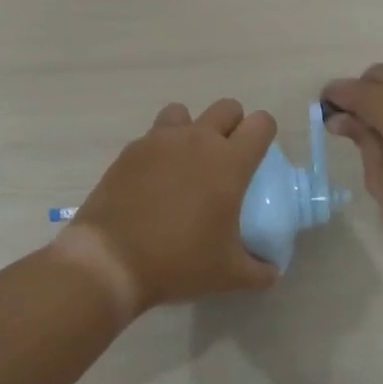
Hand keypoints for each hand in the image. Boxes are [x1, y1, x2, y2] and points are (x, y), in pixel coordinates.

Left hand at [60, 99, 280, 316]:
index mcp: (229, 162)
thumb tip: (271, 271)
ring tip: (187, 163)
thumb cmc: (178, 262)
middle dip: (233, 126)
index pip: (261, 124)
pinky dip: (160, 150)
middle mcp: (196, 140)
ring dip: (192, 129)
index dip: (265, 134)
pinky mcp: (130, 150)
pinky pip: (152, 136)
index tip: (259, 158)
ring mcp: (159, 141)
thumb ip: (259, 271)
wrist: (110, 261)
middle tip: (227, 160)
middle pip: (227, 108)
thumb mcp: (228, 276)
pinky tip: (154, 182)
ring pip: (184, 113)